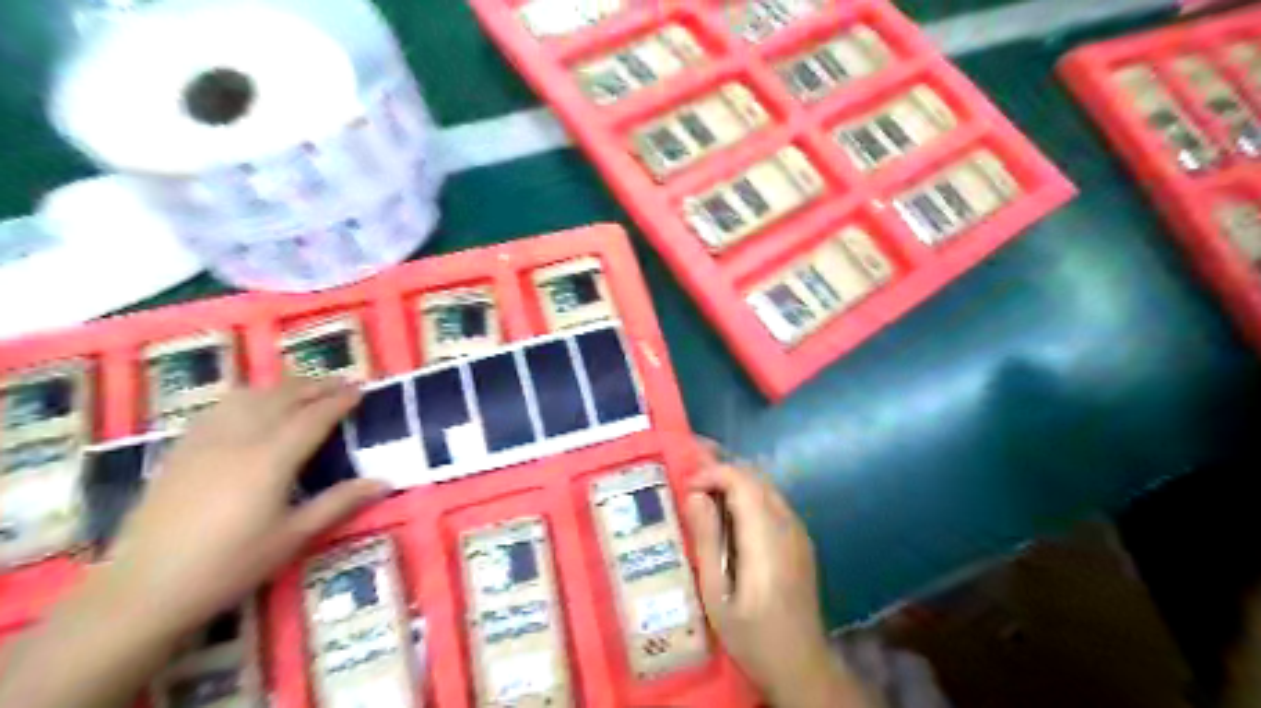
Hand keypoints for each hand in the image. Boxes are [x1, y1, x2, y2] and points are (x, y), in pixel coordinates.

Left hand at [103, 379, 385, 637]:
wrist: (144, 590)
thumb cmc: (230, 565)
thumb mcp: (293, 537)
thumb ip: (339, 503)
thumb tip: (383, 481)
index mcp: (272, 459)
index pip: (313, 417)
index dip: (339, 401)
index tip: (359, 391)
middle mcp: (239, 439)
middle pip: (282, 398)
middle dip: (315, 386)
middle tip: (340, 384)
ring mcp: (205, 442)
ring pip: (248, 397)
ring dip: (281, 387)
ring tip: (302, 389)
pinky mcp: (181, 451)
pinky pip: (219, 409)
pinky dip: (247, 398)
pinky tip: (251, 406)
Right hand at [689, 450, 877, 704]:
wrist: (802, 665)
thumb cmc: (752, 635)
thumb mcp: (717, 594)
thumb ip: (707, 540)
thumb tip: (695, 495)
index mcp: (766, 538)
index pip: (742, 481)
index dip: (712, 473)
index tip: (686, 488)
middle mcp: (787, 525)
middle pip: (755, 477)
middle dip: (721, 471)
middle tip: (689, 482)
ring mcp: (798, 531)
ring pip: (765, 486)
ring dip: (734, 482)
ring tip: (704, 494)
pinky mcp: (800, 539)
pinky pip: (772, 502)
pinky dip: (747, 496)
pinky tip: (729, 515)